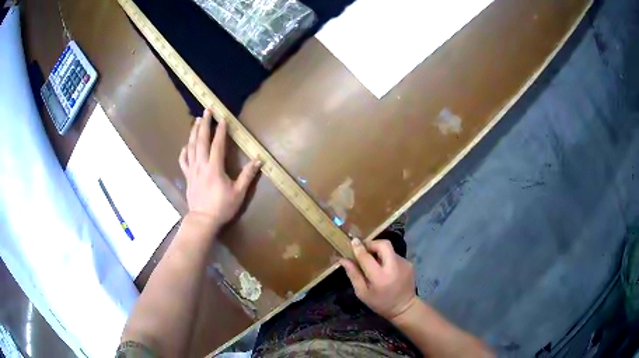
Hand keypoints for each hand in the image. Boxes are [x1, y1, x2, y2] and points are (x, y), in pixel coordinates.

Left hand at [178, 109, 260, 228]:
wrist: (202, 220)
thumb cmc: (222, 207)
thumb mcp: (238, 193)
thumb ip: (247, 175)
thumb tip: (258, 160)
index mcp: (214, 168)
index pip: (217, 144)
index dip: (220, 130)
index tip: (223, 118)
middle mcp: (201, 165)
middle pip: (201, 140)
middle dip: (204, 124)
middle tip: (207, 110)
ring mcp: (192, 170)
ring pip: (191, 146)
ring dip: (194, 132)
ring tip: (197, 120)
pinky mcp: (187, 176)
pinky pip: (183, 160)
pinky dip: (184, 150)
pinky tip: (186, 144)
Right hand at [340, 238, 417, 321]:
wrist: (404, 308)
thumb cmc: (380, 303)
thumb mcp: (362, 293)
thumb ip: (353, 275)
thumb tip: (343, 259)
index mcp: (380, 277)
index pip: (367, 257)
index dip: (359, 248)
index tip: (353, 241)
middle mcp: (394, 267)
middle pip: (384, 245)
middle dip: (372, 244)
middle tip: (364, 250)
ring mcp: (404, 263)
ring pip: (389, 249)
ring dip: (379, 251)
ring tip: (374, 262)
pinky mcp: (409, 263)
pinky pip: (394, 255)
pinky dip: (387, 258)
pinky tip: (384, 269)